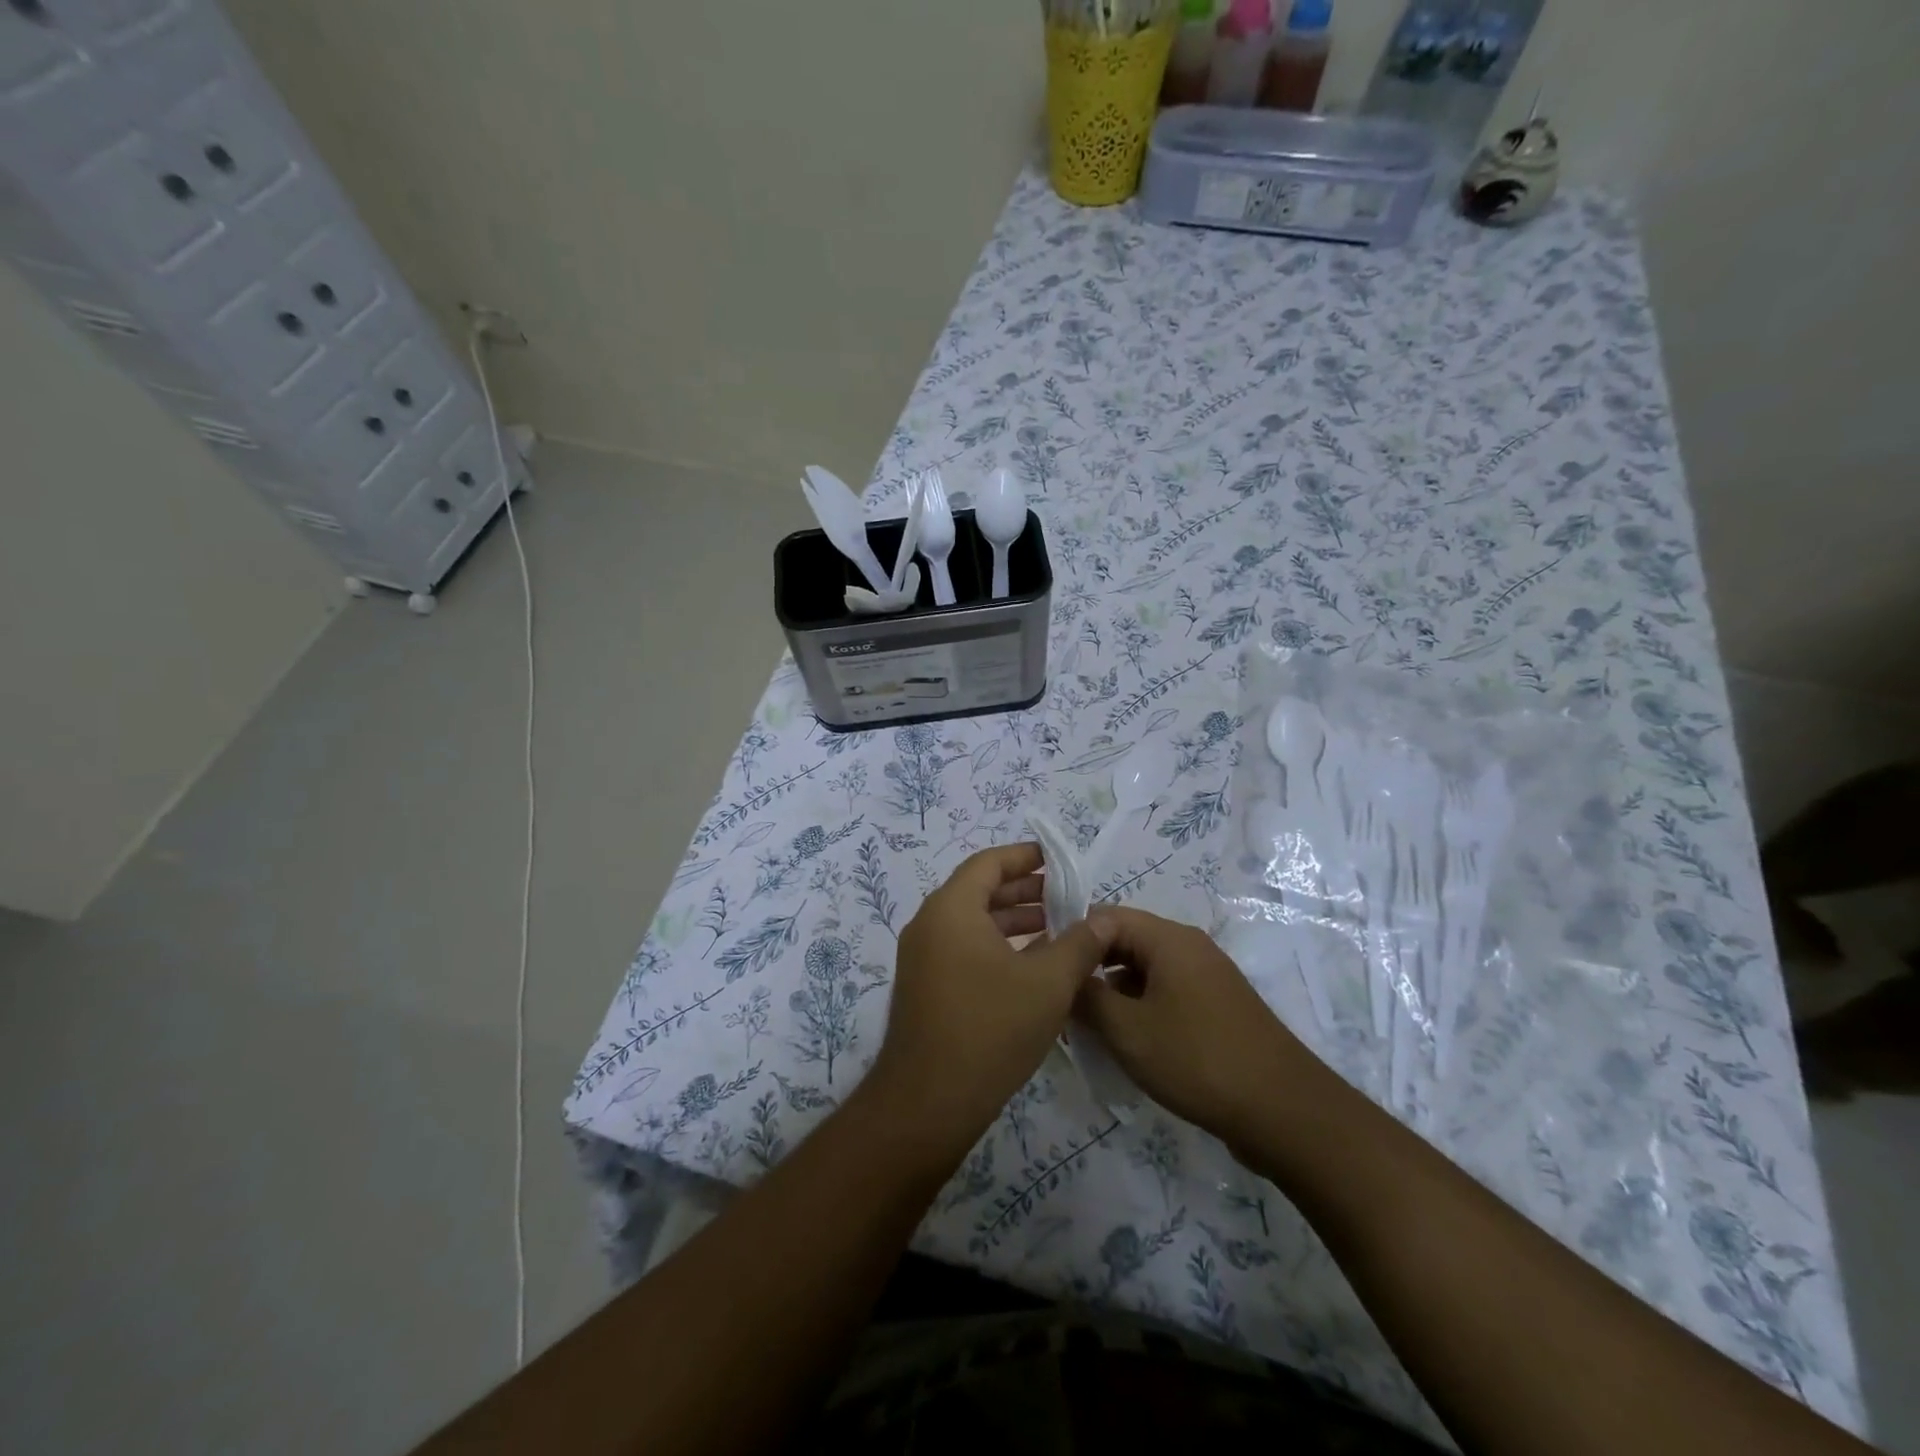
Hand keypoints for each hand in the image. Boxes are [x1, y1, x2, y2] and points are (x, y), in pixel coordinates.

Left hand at [871, 843, 1112, 1148]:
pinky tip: (1032, 966)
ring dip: (1013, 922)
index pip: (988, 863)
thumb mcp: (1047, 983)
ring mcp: (922, 958)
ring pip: (972, 923)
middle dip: (1024, 891)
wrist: (928, 1103)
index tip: (1058, 860)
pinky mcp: (925, 987)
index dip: (1025, 857)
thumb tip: (1105, 919)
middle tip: (1066, 896)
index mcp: (951, 909)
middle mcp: (930, 925)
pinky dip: (997, 947)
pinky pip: (963, 949)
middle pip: (979, 891)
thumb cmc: (991, 1029)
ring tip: (1057, 929)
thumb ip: (1079, 944)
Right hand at [1074, 907, 1314, 1146]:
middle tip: (1059, 999)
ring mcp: (1206, 976)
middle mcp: (1189, 947)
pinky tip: (1125, 1040)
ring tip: (1085, 1024)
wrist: (1283, 1111)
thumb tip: (1065, 978)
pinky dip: (1139, 1006)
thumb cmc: (1197, 1058)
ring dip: (1113, 991)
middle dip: (1090, 967)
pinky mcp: (1216, 1006)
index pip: (1104, 916)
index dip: (1071, 937)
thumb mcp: (1127, 1029)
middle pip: (1124, 941)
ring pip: (1144, 969)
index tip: (1044, 967)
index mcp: (1168, 938)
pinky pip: (1165, 992)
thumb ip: (1086, 997)